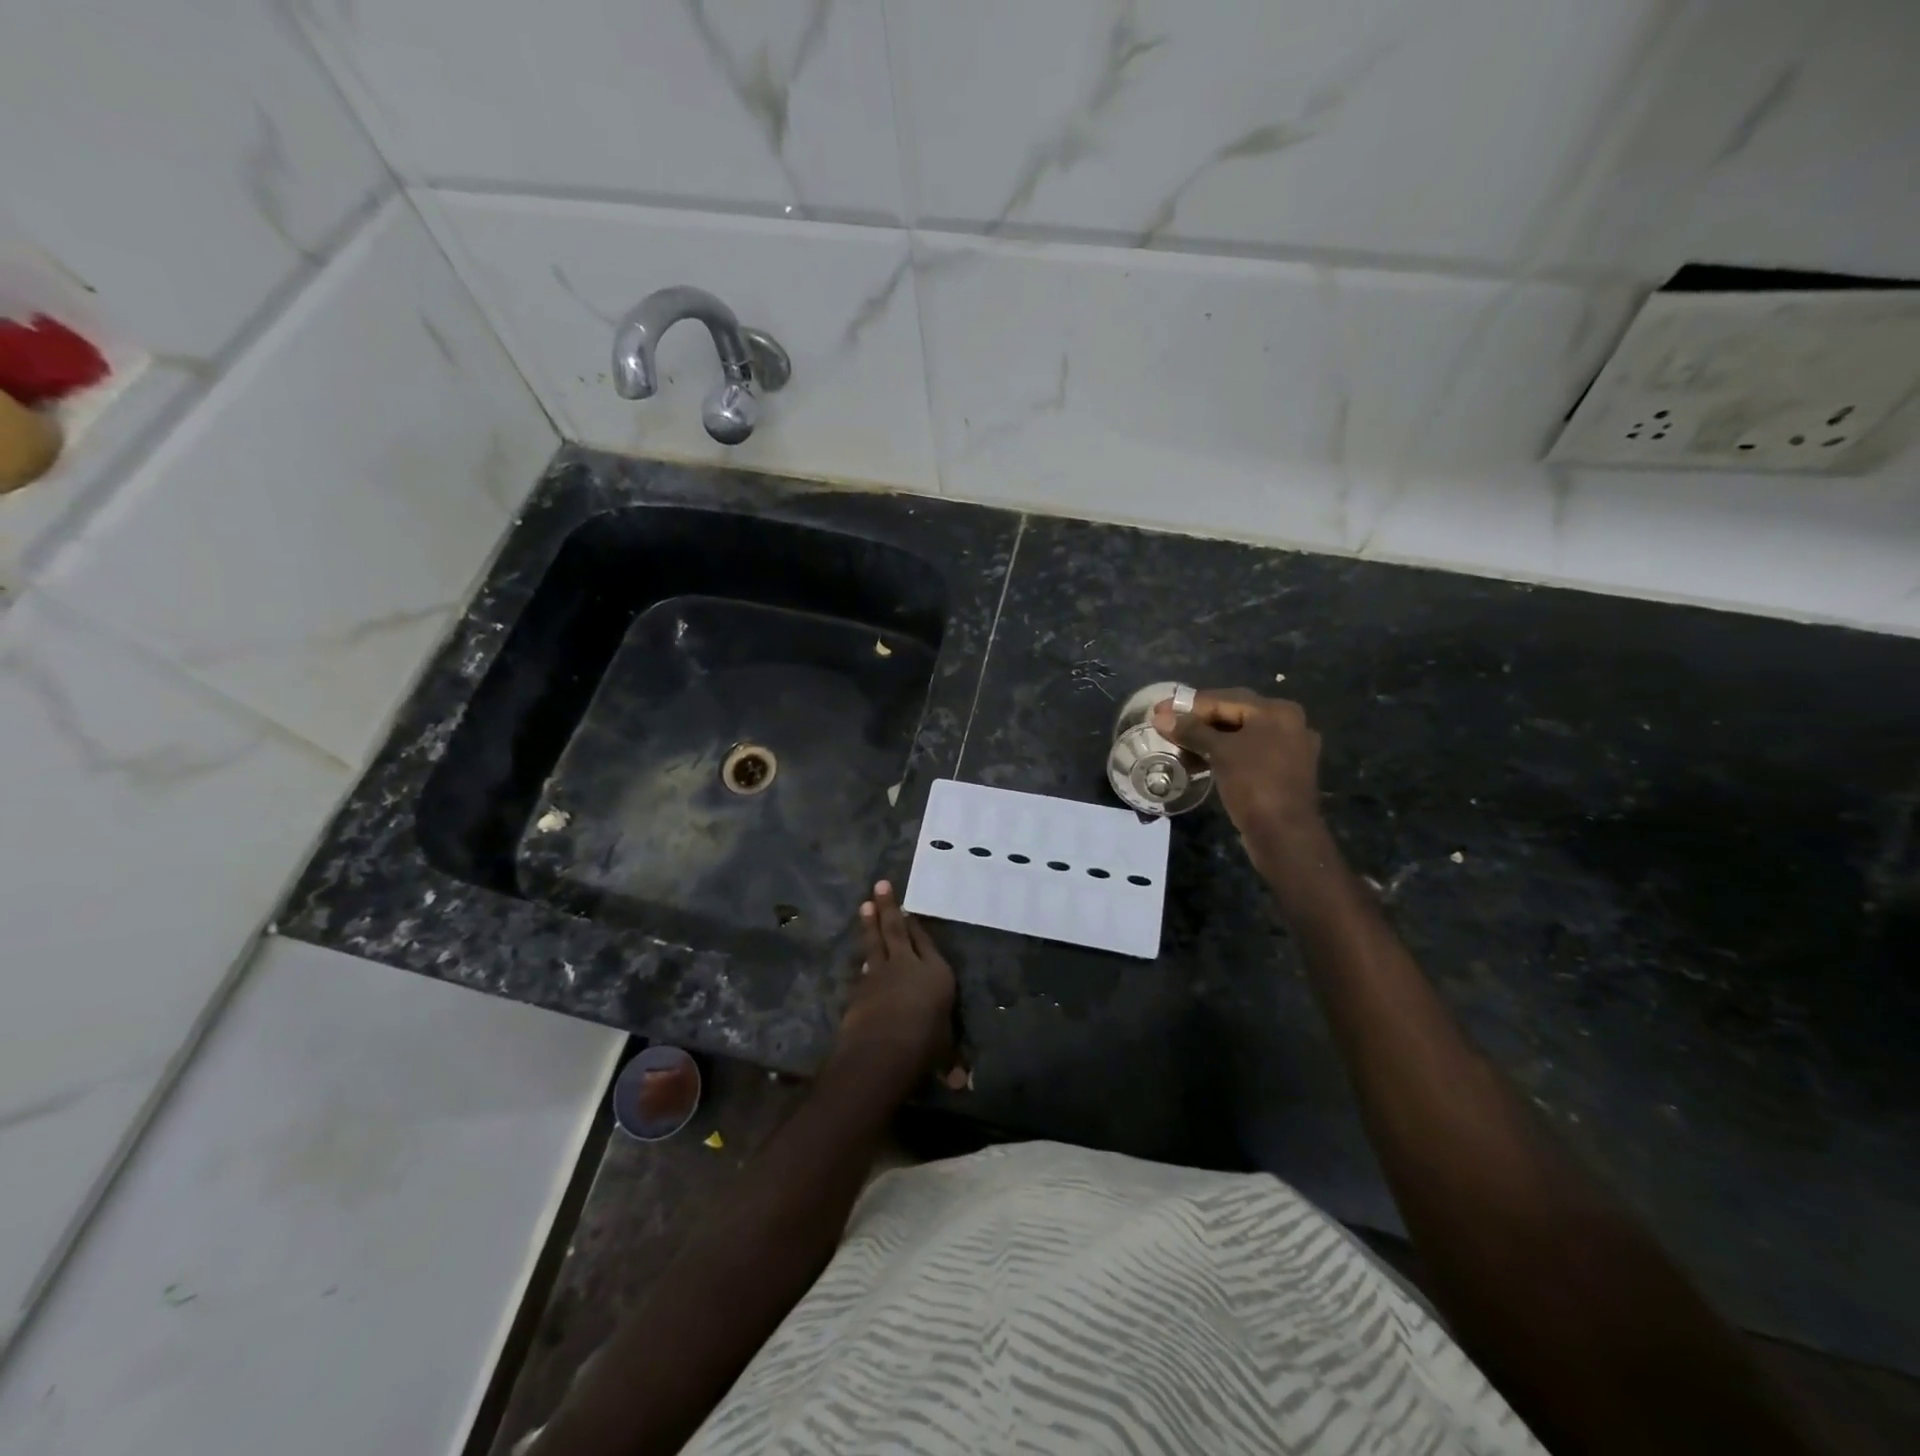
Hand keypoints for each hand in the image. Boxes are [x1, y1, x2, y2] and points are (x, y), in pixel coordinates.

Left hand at [833, 881, 966, 1091]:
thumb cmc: (925, 1044)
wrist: (883, 1047)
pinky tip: (862, 960)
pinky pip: (865, 968)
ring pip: (876, 942)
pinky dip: (864, 960)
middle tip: (880, 885)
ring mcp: (881, 973)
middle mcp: (909, 965)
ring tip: (864, 905)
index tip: (908, 910)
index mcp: (936, 973)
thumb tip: (961, 1083)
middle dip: (889, 908)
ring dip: (870, 924)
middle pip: (898, 930)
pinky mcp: (861, 988)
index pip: (926, 942)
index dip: (917, 926)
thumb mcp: (943, 1053)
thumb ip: (950, 1062)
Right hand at [1154, 688, 1323, 841]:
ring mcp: (1289, 748)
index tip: (1159, 711)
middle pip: (1234, 714)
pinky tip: (1202, 759)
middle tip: (1167, 724)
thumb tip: (1160, 717)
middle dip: (1198, 720)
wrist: (1284, 834)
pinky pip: (1248, 752)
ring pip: (1240, 734)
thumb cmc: (1254, 784)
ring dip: (1209, 738)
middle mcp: (1288, 723)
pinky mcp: (1283, 770)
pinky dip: (1225, 753)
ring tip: (1179, 744)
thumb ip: (1191, 731)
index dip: (1187, 705)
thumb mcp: (1220, 753)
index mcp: (1277, 711)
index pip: (1224, 700)